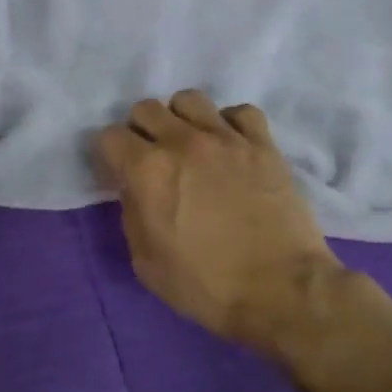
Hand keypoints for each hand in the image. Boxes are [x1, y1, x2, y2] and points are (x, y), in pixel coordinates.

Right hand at [95, 90, 343, 354]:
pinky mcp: (263, 144)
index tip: (119, 174)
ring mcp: (226, 138)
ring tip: (191, 144)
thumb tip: (136, 189)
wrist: (282, 292)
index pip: (109, 137)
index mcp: (147, 170)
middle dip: (141, 131)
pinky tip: (231, 146)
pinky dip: (230, 124)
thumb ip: (132, 214)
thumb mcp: (146, 262)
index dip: (110, 156)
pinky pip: (240, 112)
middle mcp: (182, 142)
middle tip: (153, 158)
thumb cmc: (207, 286)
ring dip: (182, 119)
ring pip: (190, 99)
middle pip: (146, 108)